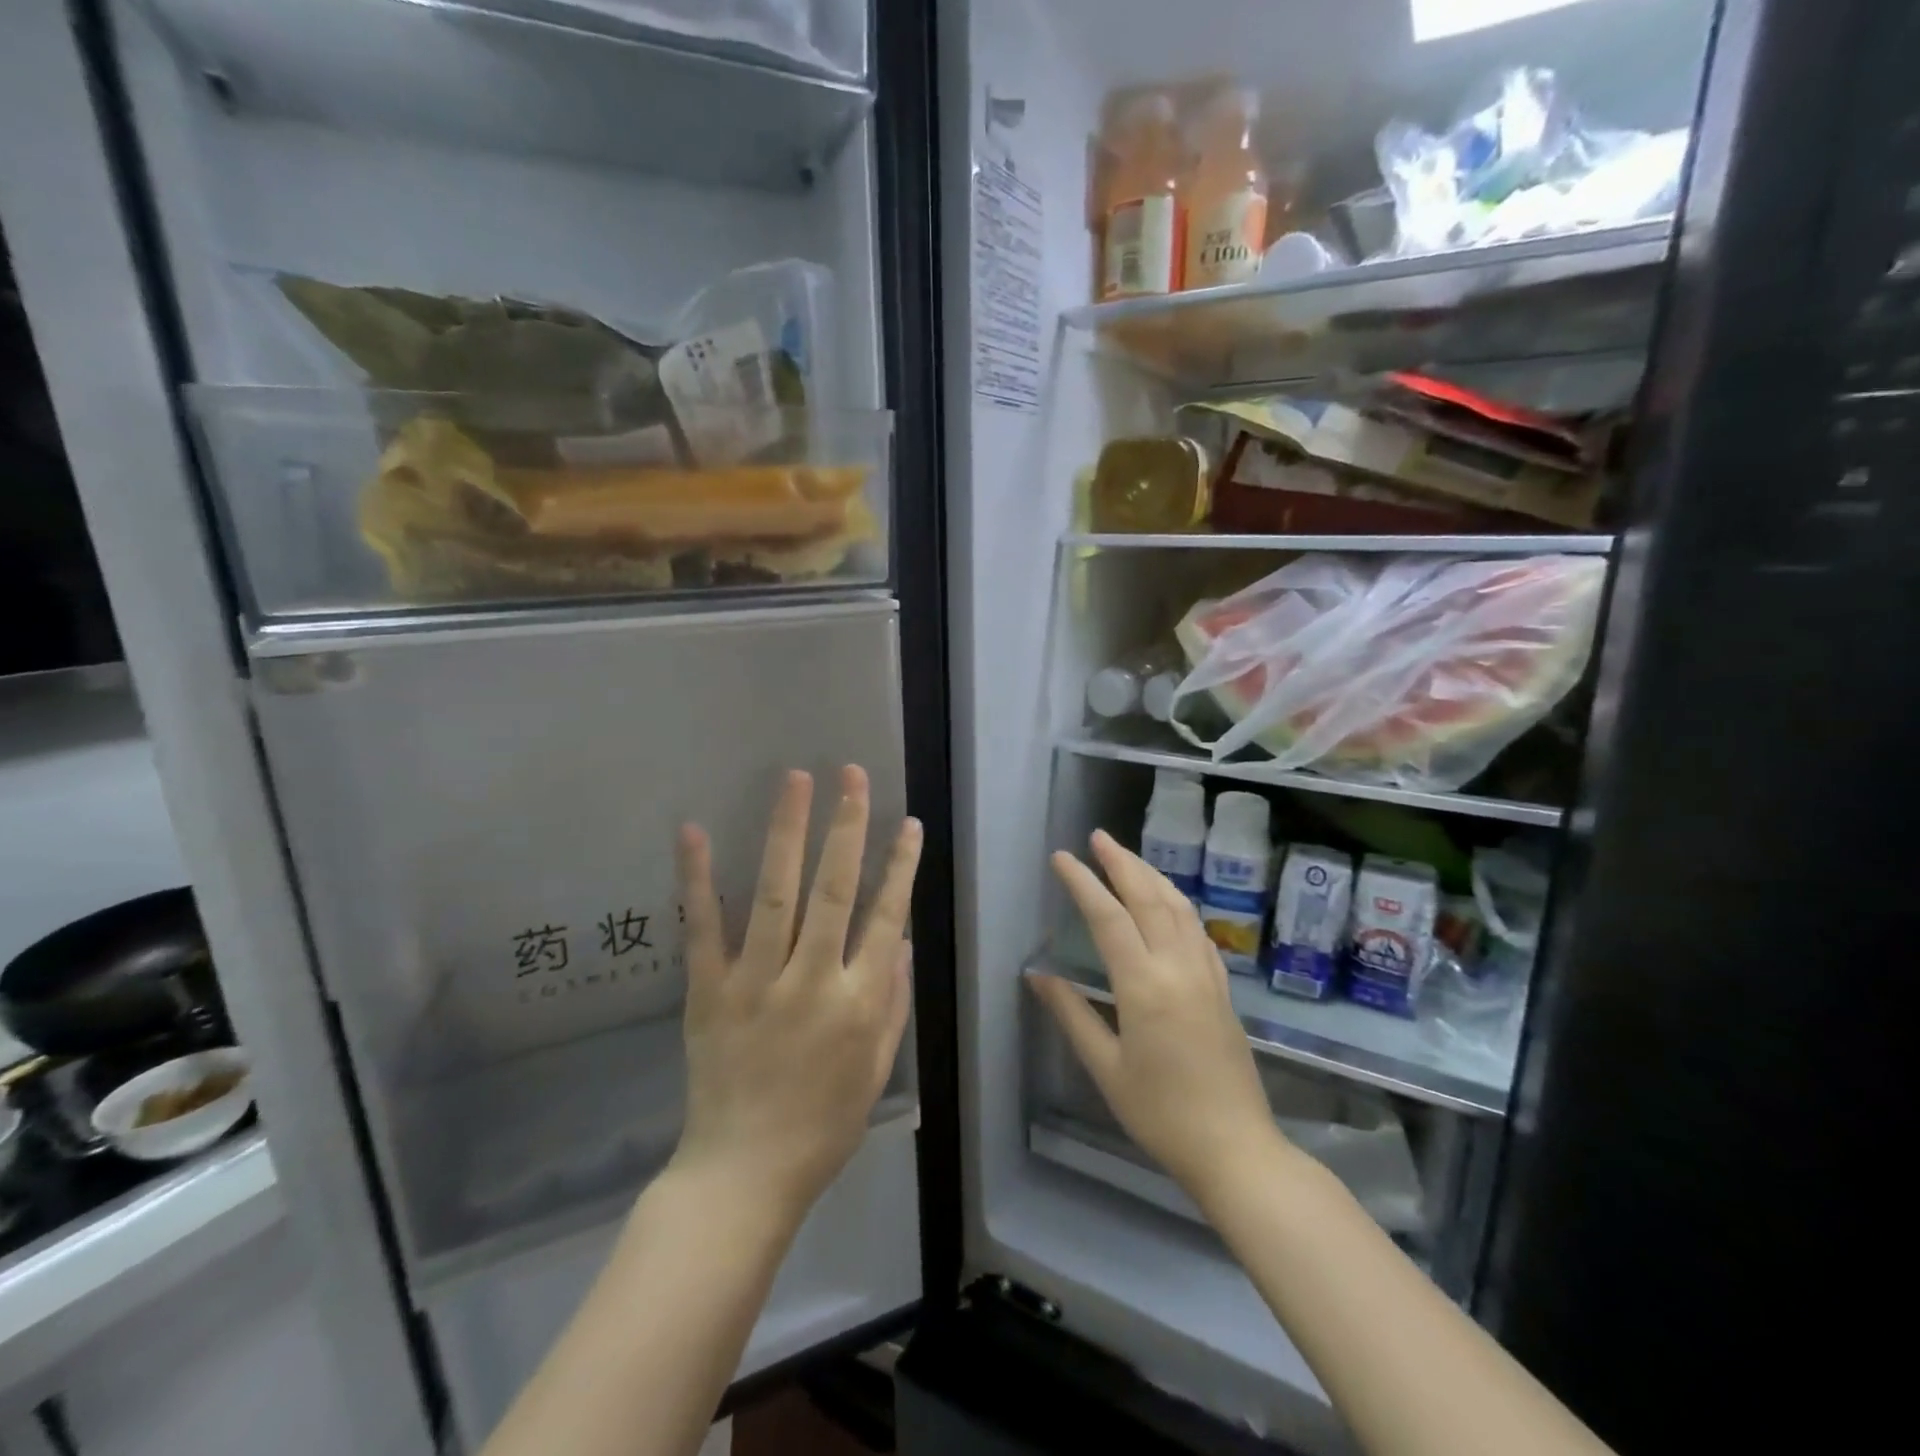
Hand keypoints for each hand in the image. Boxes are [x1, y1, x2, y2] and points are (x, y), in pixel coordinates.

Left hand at [671, 765, 920, 1223]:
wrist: (742, 1177)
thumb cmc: (822, 1127)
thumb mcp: (876, 1070)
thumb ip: (891, 1001)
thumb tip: (900, 936)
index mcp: (857, 1003)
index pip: (885, 917)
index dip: (900, 866)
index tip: (907, 821)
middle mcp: (811, 982)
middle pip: (833, 891)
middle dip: (846, 827)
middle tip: (851, 775)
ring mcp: (755, 983)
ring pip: (775, 895)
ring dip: (786, 833)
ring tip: (796, 781)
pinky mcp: (707, 992)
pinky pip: (703, 929)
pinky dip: (698, 879)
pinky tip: (694, 831)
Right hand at [1031, 830, 1286, 1210]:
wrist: (1236, 1149)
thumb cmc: (1161, 1114)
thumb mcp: (1106, 1069)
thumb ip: (1072, 1014)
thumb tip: (1038, 975)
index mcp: (1144, 986)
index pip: (1108, 917)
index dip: (1083, 883)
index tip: (1062, 858)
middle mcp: (1178, 968)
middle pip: (1149, 898)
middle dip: (1122, 862)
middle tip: (1098, 837)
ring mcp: (1206, 975)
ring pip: (1179, 908)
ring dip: (1152, 875)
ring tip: (1128, 857)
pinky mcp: (1222, 989)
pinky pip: (1198, 930)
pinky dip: (1178, 904)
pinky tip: (1168, 903)